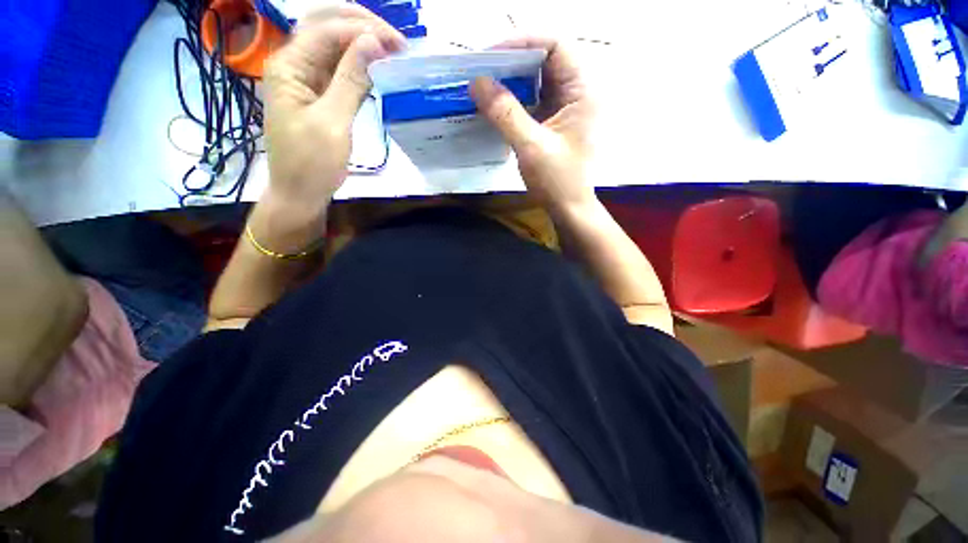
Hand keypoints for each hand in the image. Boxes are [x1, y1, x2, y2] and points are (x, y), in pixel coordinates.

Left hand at [263, 6, 405, 214]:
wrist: (300, 193)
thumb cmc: (312, 163)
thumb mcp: (333, 122)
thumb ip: (351, 80)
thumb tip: (372, 43)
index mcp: (289, 66)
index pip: (327, 30)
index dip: (363, 30)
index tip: (398, 44)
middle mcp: (293, 64)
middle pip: (325, 27)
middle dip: (361, 26)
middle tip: (395, 41)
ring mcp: (304, 79)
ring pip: (333, 47)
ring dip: (361, 43)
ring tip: (392, 51)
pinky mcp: (317, 95)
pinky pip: (337, 70)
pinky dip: (358, 66)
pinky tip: (377, 68)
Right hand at [471, 38, 595, 213]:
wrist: (569, 210)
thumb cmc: (557, 181)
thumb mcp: (530, 146)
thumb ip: (504, 112)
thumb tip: (477, 82)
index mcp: (582, 91)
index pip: (555, 46)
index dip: (522, 44)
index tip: (491, 57)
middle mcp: (577, 93)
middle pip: (545, 61)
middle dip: (512, 64)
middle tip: (482, 72)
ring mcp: (566, 109)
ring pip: (537, 82)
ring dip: (511, 83)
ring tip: (484, 88)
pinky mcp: (554, 124)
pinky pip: (534, 102)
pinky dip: (515, 102)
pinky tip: (496, 107)